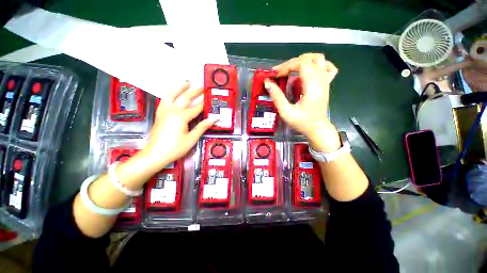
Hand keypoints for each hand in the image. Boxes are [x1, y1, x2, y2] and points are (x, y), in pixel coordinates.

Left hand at [140, 82, 216, 169]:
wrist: (154, 155)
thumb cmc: (175, 148)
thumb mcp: (191, 139)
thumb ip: (202, 127)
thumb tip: (214, 119)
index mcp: (181, 117)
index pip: (196, 108)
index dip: (204, 104)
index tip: (211, 99)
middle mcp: (172, 111)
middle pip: (184, 98)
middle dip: (194, 92)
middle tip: (202, 86)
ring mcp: (164, 112)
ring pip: (171, 95)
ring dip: (179, 88)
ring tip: (186, 83)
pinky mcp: (159, 115)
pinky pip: (164, 101)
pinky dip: (169, 95)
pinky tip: (173, 94)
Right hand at [265, 53, 340, 151]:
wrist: (318, 129)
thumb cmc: (302, 122)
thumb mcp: (286, 112)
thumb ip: (277, 97)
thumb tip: (267, 83)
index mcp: (312, 86)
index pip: (302, 63)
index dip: (287, 66)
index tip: (276, 75)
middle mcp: (321, 80)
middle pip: (310, 58)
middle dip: (292, 62)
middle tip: (280, 72)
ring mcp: (325, 81)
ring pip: (319, 59)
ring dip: (303, 61)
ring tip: (291, 69)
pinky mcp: (326, 85)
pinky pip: (327, 68)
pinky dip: (318, 65)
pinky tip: (309, 70)